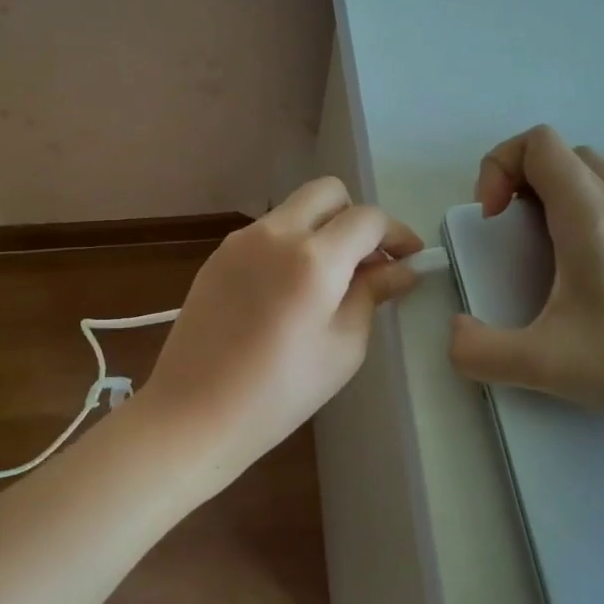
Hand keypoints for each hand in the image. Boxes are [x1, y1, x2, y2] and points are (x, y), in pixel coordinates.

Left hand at [137, 177, 421, 486]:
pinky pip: (266, 232)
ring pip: (294, 209)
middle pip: (327, 192)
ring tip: (329, 280)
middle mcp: (275, 233)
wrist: (195, 411)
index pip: (367, 219)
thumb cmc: (280, 391)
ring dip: (320, 229)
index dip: (396, 233)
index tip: (409, 258)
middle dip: (355, 217)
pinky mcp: (218, 255)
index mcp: (313, 257)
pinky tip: (290, 289)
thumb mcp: (343, 347)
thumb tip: (401, 268)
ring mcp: (241, 240)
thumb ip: (372, 294)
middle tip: (366, 261)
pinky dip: (290, 243)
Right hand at [447, 126, 603, 432]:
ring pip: (597, 164)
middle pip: (560, 152)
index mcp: (586, 218)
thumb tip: (455, 332)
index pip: (537, 144)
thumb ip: (479, 351)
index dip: (500, 165)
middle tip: (507, 227)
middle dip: (518, 176)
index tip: (493, 219)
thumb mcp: (541, 365)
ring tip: (541, 218)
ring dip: (558, 176)